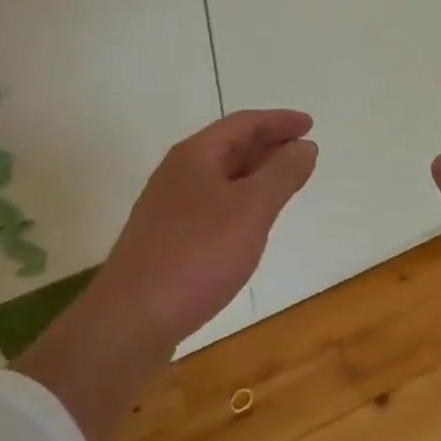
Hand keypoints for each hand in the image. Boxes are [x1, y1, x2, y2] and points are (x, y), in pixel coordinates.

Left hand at [94, 107, 318, 349]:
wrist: (130, 319)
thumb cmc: (197, 255)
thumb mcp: (251, 210)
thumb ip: (281, 174)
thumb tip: (304, 146)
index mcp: (195, 154)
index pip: (244, 123)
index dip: (279, 121)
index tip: (309, 124)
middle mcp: (178, 171)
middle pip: (229, 146)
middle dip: (268, 145)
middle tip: (303, 151)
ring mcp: (168, 205)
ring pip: (220, 176)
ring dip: (254, 174)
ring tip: (283, 183)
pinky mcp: (165, 237)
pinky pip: (212, 203)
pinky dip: (239, 200)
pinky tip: (250, 223)